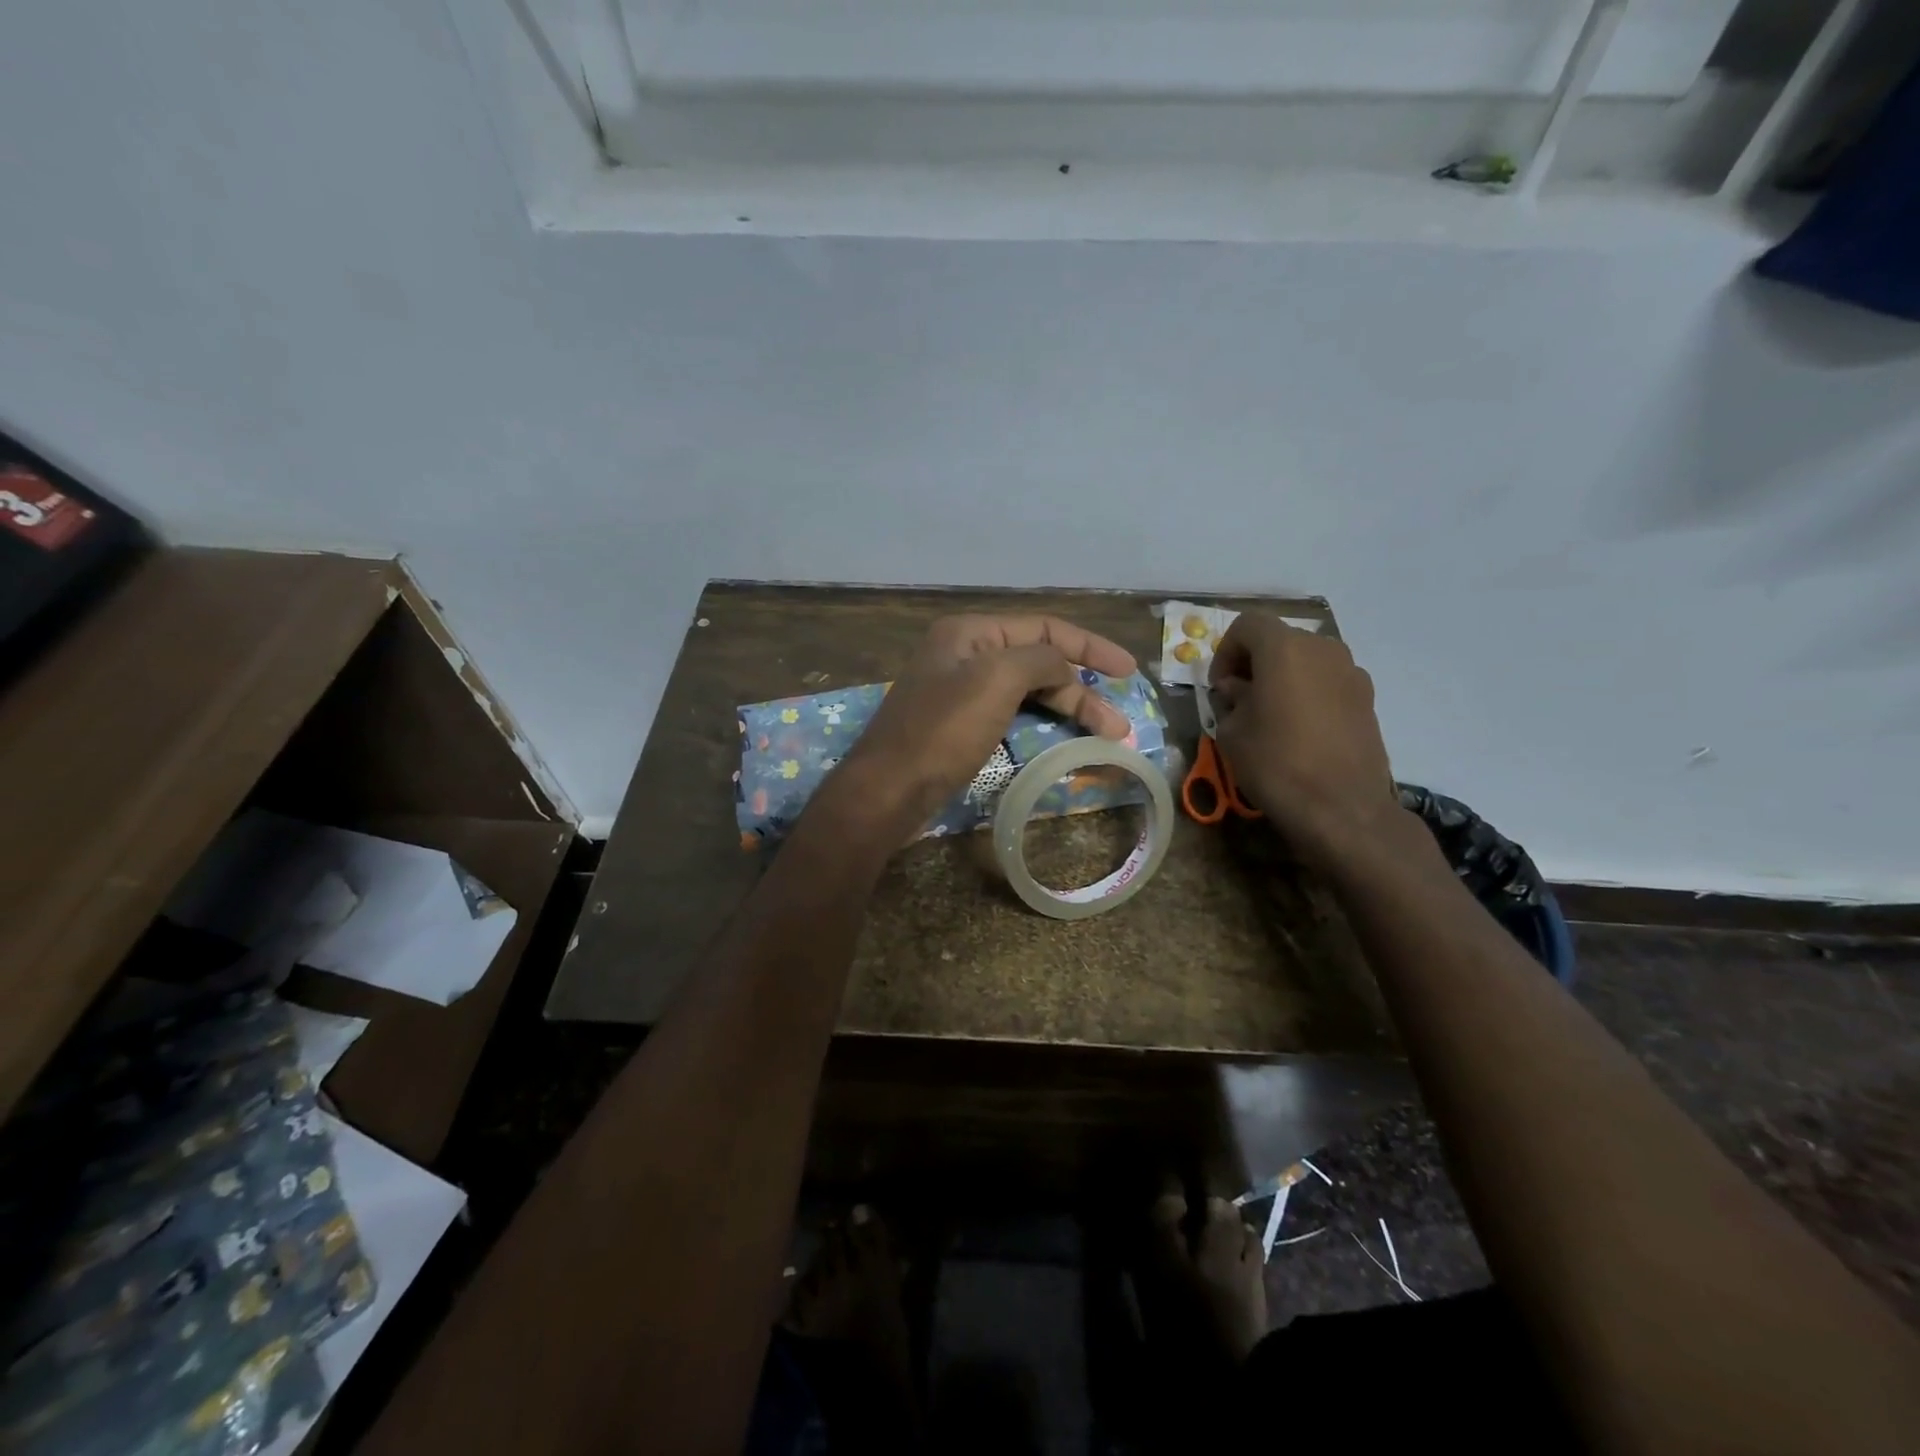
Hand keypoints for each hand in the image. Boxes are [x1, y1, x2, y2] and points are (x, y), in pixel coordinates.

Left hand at [825, 614, 1136, 839]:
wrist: (887, 790)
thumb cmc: (941, 731)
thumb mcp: (996, 680)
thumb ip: (1040, 660)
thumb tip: (1064, 671)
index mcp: (970, 632)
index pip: (1044, 628)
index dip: (1090, 647)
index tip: (1128, 671)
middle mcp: (965, 654)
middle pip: (1038, 661)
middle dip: (1081, 689)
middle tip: (1117, 724)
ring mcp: (960, 691)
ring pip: (1027, 690)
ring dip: (1066, 708)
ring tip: (1103, 734)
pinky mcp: (960, 725)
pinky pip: (1012, 714)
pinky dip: (1041, 723)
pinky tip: (1062, 738)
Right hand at [1209, 613, 1402, 863]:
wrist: (1342, 808)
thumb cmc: (1276, 763)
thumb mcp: (1232, 732)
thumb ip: (1232, 700)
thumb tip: (1239, 690)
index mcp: (1285, 649)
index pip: (1247, 625)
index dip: (1225, 651)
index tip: (1220, 687)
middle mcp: (1323, 649)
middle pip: (1279, 640)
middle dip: (1254, 662)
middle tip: (1240, 698)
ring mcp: (1352, 672)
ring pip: (1306, 660)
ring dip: (1283, 677)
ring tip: (1270, 715)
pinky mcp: (1368, 699)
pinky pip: (1327, 682)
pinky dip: (1308, 693)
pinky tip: (1300, 730)